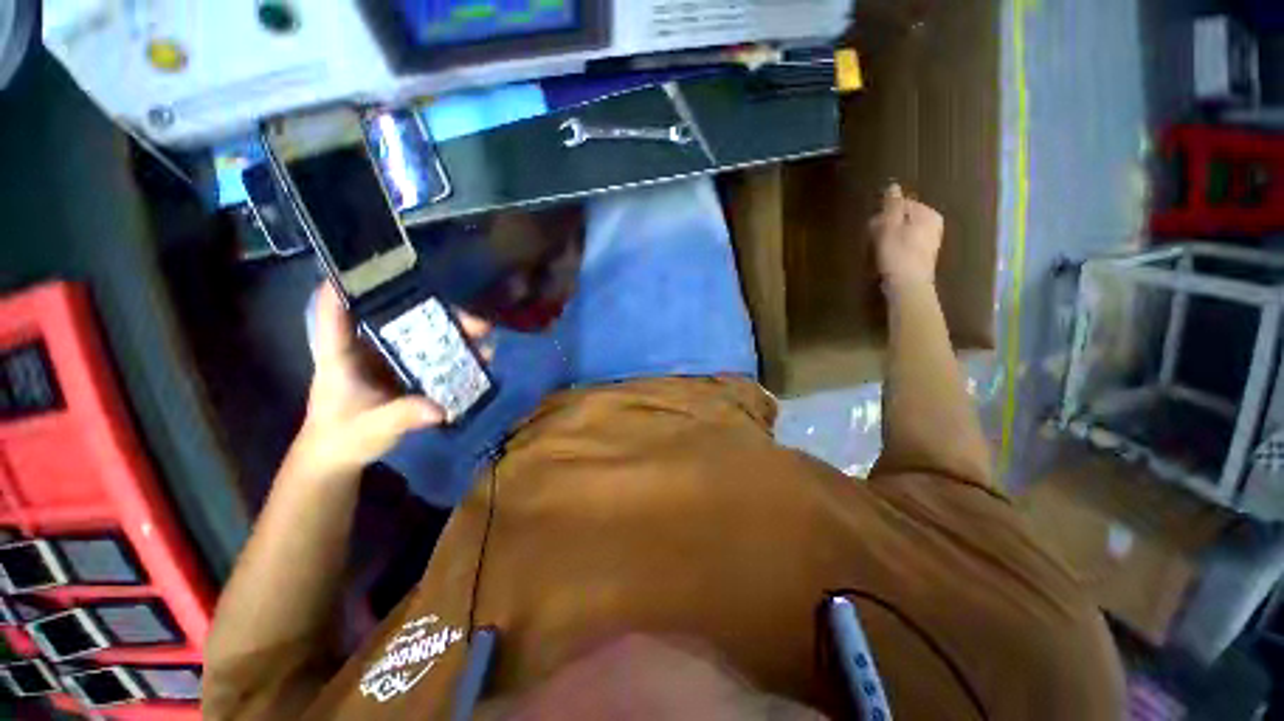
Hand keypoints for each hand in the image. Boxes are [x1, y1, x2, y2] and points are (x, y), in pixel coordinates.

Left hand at [290, 284, 491, 478]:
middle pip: (397, 318)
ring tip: (485, 332)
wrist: (341, 455)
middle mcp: (366, 348)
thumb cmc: (342, 437)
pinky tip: (480, 355)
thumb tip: (438, 408)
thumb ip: (401, 417)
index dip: (348, 285)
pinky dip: (455, 351)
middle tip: (471, 319)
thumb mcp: (369, 429)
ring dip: (453, 330)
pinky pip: (431, 353)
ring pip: (420, 334)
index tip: (375, 266)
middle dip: (434, 312)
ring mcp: (389, 358)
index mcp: (341, 354)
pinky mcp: (406, 370)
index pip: (335, 312)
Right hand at [869, 183, 943, 289]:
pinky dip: (895, 248)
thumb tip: (892, 186)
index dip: (884, 214)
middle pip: (903, 218)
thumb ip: (891, 205)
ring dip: (889, 238)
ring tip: (879, 251)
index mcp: (927, 214)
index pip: (901, 204)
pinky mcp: (923, 256)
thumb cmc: (897, 254)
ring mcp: (930, 241)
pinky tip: (887, 259)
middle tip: (874, 240)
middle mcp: (933, 224)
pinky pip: (905, 244)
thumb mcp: (889, 226)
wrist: (908, 285)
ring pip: (903, 232)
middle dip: (887, 226)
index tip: (873, 227)